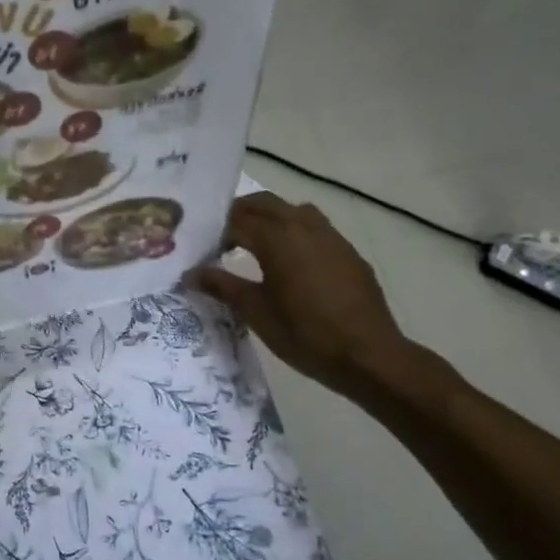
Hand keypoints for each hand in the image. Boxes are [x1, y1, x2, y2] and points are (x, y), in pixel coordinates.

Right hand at [188, 192, 415, 399]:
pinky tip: (291, 264)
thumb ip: (222, 286)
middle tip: (220, 238)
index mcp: (277, 238)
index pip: (235, 221)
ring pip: (292, 210)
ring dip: (269, 219)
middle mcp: (303, 226)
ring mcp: (330, 236)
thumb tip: (191, 273)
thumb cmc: (305, 334)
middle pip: (264, 204)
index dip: (214, 233)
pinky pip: (315, 228)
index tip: (201, 251)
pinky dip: (294, 233)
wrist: (368, 355)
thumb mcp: (255, 312)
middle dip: (239, 215)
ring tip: (255, 245)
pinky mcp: (347, 251)